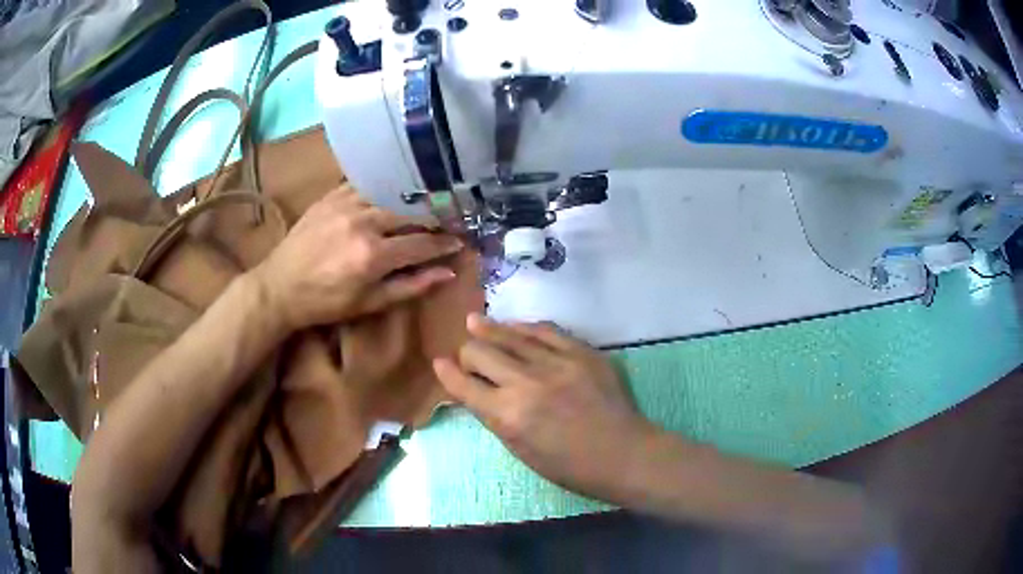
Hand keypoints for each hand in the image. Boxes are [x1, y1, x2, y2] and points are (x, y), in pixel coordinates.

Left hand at [252, 186, 462, 330]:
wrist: (280, 286)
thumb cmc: (326, 302)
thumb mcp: (369, 303)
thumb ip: (410, 286)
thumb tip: (447, 273)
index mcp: (373, 255)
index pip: (422, 243)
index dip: (445, 243)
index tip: (460, 242)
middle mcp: (363, 222)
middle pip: (411, 212)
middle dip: (434, 217)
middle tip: (447, 221)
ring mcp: (346, 204)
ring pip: (391, 194)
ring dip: (411, 201)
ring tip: (424, 206)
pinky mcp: (332, 196)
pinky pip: (366, 185)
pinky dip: (383, 190)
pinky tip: (391, 194)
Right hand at [433, 314, 655, 500]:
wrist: (623, 453)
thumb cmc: (570, 466)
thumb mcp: (521, 451)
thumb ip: (496, 418)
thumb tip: (477, 391)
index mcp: (507, 416)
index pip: (464, 385)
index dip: (447, 374)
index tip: (439, 364)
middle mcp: (525, 383)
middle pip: (480, 352)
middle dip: (468, 353)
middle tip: (468, 355)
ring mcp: (555, 363)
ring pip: (510, 335)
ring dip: (489, 330)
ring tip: (475, 321)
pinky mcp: (581, 352)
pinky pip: (545, 330)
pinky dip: (525, 328)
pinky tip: (515, 325)